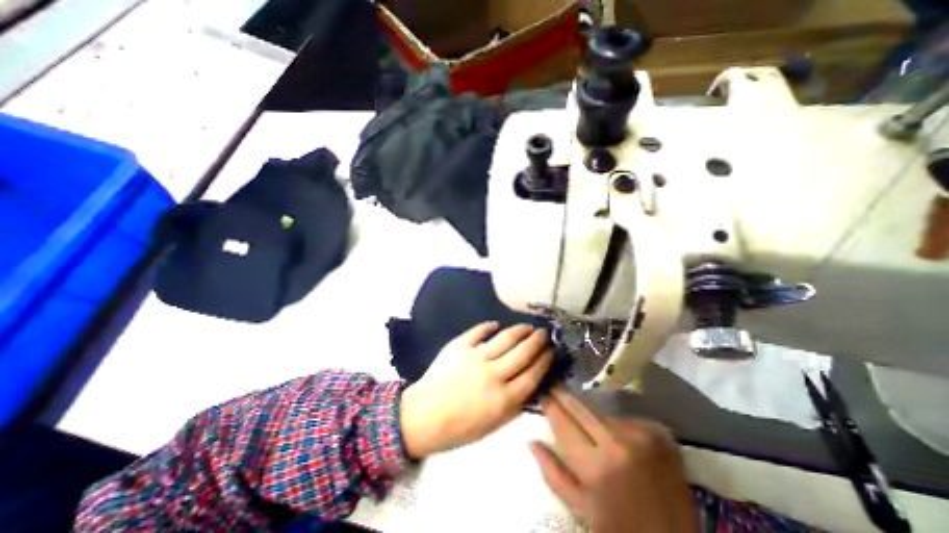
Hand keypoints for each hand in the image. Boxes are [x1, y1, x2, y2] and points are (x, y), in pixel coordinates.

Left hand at [399, 323, 557, 459]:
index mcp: (503, 398)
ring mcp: (476, 357)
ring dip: (520, 330)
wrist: (424, 416)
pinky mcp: (460, 346)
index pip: (532, 374)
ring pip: (505, 338)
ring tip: (527, 326)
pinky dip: (489, 326)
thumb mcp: (493, 425)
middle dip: (537, 341)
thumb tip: (531, 385)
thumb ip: (514, 406)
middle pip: (523, 353)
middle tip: (543, 333)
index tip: (551, 351)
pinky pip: (479, 331)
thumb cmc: (459, 427)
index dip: (545, 361)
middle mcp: (493, 375)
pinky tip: (496, 324)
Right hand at [527, 387, 693, 532]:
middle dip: (564, 396)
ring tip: (588, 424)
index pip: (563, 422)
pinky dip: (616, 424)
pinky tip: (618, 437)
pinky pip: (624, 418)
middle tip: (554, 387)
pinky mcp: (660, 433)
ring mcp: (642, 435)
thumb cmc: (621, 530)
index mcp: (596, 466)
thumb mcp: (581, 510)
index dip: (549, 405)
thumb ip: (552, 473)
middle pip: (581, 407)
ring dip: (590, 415)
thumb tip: (531, 440)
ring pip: (601, 412)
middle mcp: (619, 443)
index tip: (541, 393)